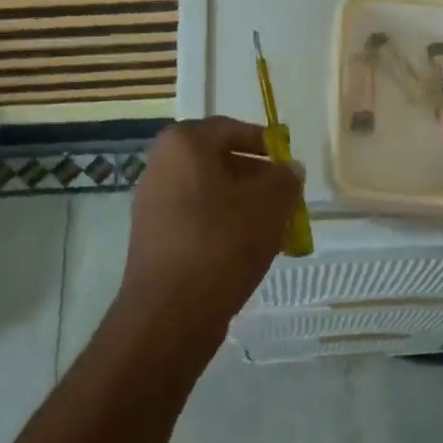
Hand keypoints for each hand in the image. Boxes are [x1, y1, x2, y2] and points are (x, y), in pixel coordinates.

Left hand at [117, 116, 302, 339]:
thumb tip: (289, 170)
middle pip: (218, 160)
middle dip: (255, 177)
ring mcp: (153, 202)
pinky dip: (222, 225)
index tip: (287, 164)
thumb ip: (285, 179)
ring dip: (242, 204)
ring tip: (273, 228)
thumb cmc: (222, 244)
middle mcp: (161, 165)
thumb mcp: (270, 205)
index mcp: (184, 144)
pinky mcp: (153, 236)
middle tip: (285, 198)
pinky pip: (196, 218)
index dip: (264, 143)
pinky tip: (247, 250)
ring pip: (209, 192)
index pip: (231, 129)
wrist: (170, 313)